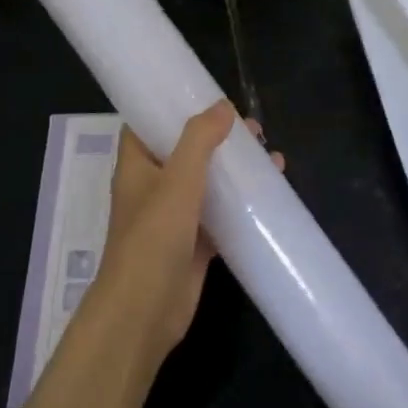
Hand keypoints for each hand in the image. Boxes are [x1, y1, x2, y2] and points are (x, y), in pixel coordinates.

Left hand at [87, 101, 281, 370]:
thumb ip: (199, 139)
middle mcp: (152, 188)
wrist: (145, 311)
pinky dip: (241, 204)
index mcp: (137, 166)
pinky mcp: (194, 245)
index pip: (146, 126)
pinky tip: (269, 194)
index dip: (171, 109)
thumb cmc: (153, 236)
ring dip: (234, 170)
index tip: (205, 96)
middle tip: (253, 129)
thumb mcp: (178, 178)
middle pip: (185, 152)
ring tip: (270, 156)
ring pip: (207, 183)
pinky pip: (220, 215)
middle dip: (217, 138)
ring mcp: (173, 218)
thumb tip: (223, 107)